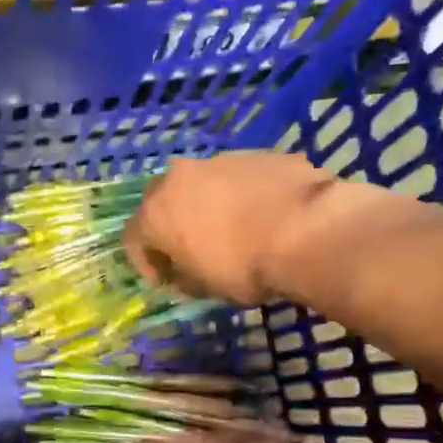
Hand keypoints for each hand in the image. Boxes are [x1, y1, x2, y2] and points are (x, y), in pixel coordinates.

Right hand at [124, 154, 338, 305]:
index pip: (134, 238)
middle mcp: (179, 178)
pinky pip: (238, 178)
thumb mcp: (207, 288)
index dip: (146, 263)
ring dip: (207, 206)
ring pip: (201, 184)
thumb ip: (185, 278)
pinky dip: (241, 195)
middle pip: (162, 201)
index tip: (165, 281)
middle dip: (171, 224)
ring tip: (233, 231)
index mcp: (157, 213)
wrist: (307, 230)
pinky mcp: (257, 154)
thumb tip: (184, 274)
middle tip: (190, 250)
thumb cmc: (245, 267)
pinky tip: (263, 216)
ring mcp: (219, 161)